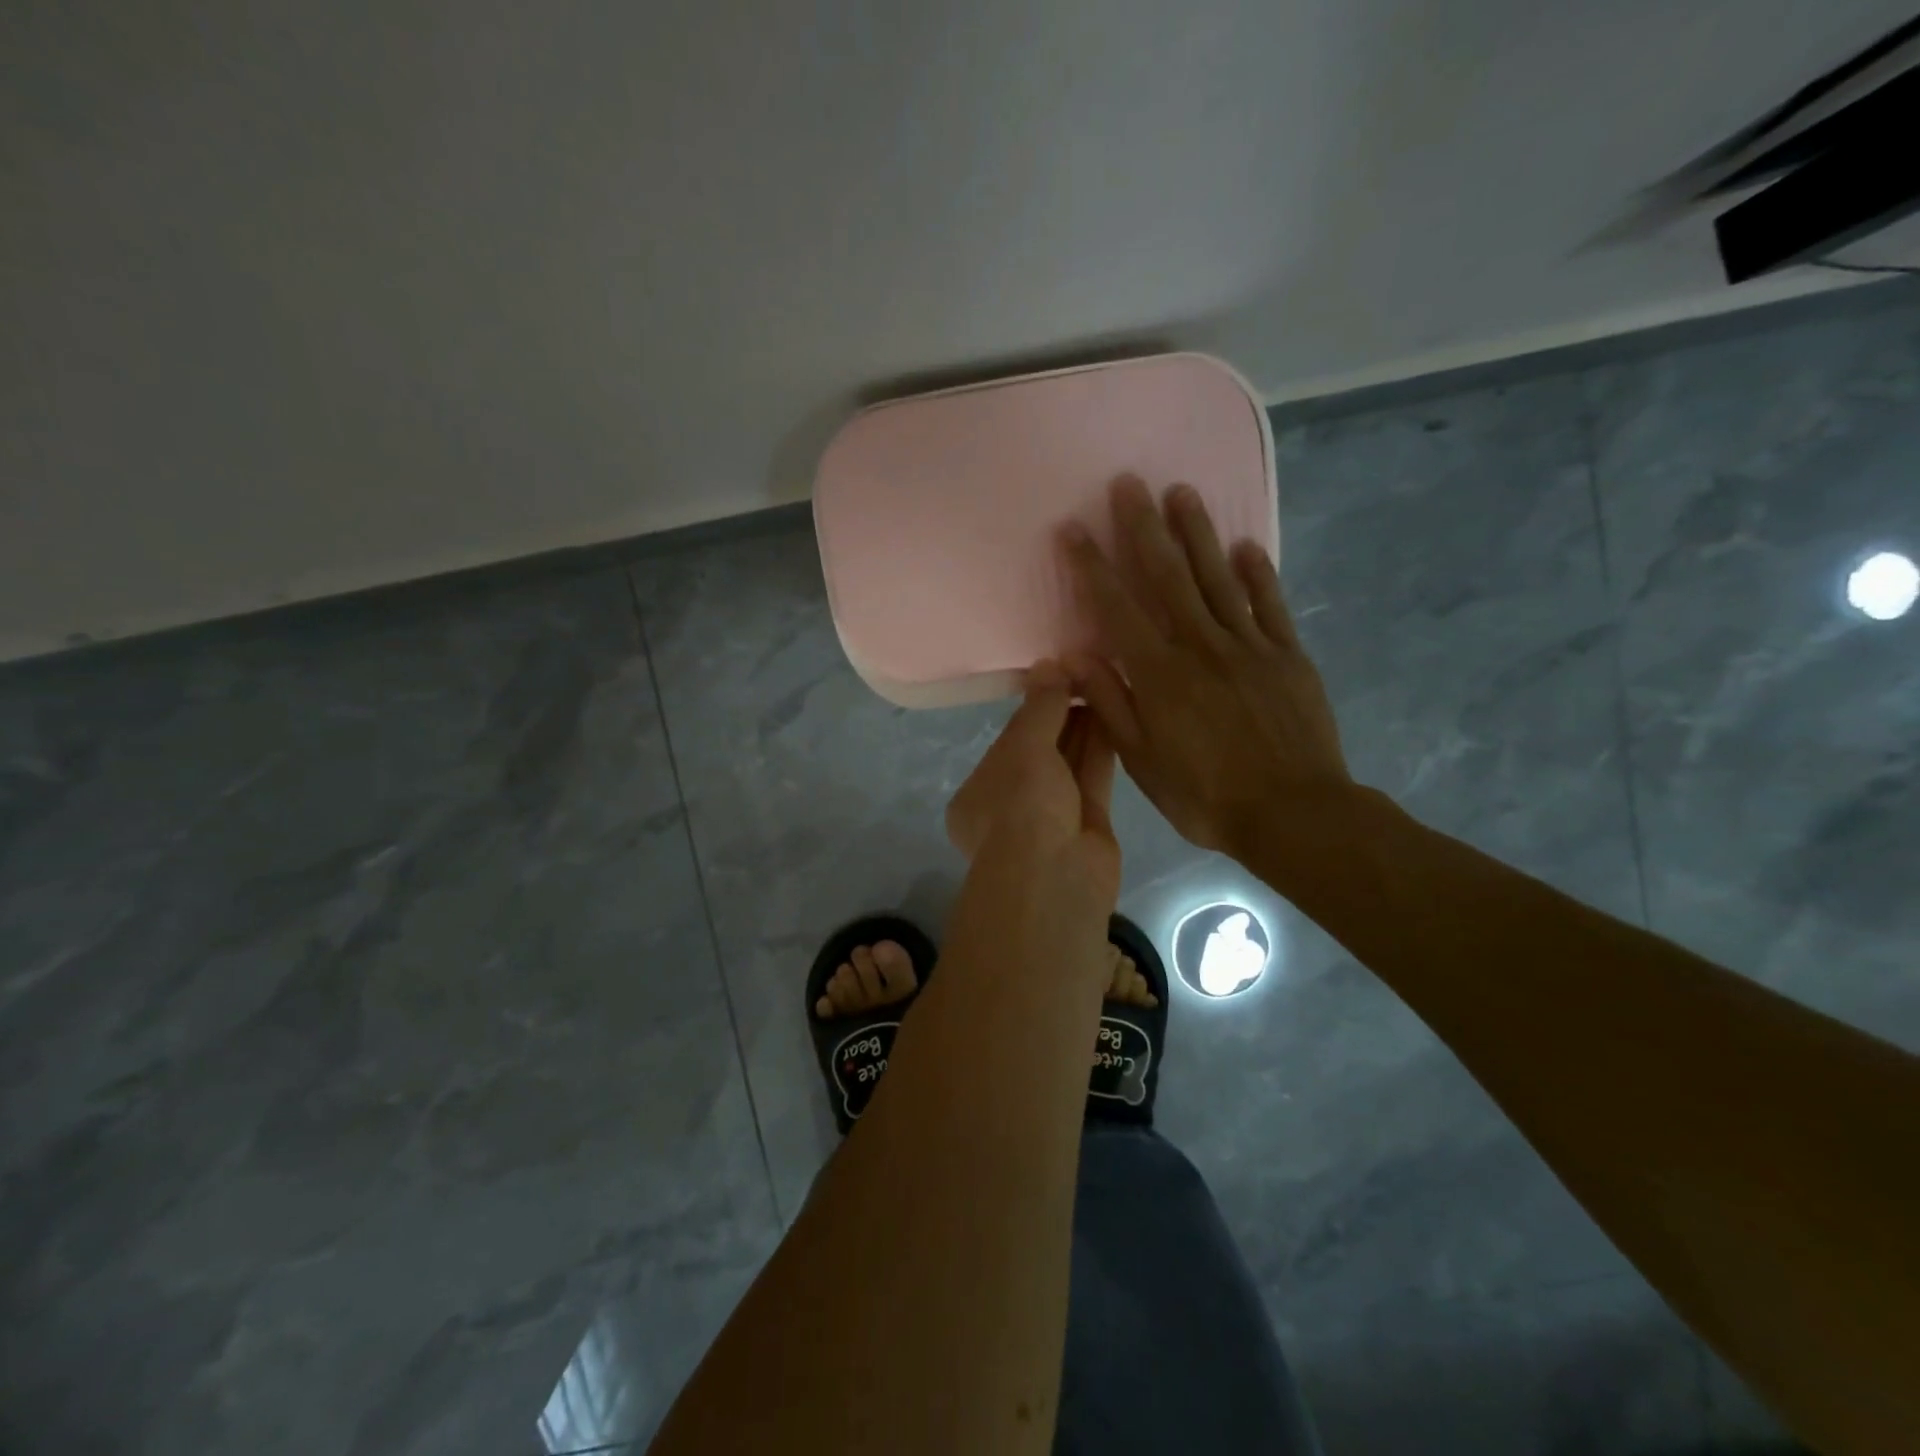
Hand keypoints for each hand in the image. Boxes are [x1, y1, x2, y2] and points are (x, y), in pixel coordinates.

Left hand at [946, 662, 1121, 908]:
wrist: (1056, 879)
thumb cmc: (1022, 808)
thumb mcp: (1024, 749)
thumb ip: (1039, 707)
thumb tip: (1050, 664)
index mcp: (980, 793)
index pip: (1009, 742)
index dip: (1034, 708)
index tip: (1058, 676)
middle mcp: (1012, 805)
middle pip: (1041, 751)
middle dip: (1062, 715)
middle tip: (1087, 673)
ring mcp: (1051, 818)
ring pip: (1069, 764)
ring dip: (1085, 727)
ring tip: (1105, 685)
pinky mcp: (1087, 825)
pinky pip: (1093, 778)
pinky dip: (1101, 748)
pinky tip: (1116, 714)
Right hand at [1061, 476, 1351, 857]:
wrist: (1294, 814)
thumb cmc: (1206, 796)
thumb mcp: (1142, 761)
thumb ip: (1110, 704)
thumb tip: (1073, 657)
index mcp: (1160, 675)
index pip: (1117, 608)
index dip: (1092, 566)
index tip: (1073, 529)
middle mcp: (1201, 646)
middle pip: (1168, 576)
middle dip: (1144, 527)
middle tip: (1129, 482)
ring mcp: (1249, 646)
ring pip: (1218, 578)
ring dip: (1197, 533)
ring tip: (1182, 491)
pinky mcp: (1288, 655)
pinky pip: (1270, 604)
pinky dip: (1258, 573)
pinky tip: (1246, 545)